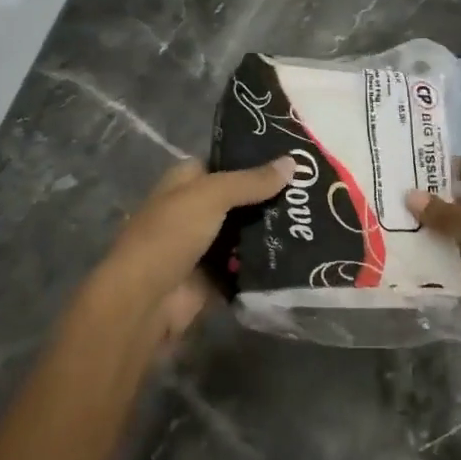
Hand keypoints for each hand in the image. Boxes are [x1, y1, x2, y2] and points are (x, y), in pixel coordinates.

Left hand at [87, 157, 295, 340]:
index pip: (224, 163)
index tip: (293, 159)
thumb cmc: (171, 234)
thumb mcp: (212, 196)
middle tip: (313, 191)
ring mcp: (204, 246)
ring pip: (245, 233)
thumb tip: (292, 161)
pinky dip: (266, 263)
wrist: (146, 300)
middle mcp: (194, 210)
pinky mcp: (214, 278)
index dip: (254, 160)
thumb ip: (251, 181)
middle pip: (239, 199)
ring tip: (315, 221)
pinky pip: (246, 266)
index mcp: (185, 182)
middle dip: (270, 197)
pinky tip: (301, 254)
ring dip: (271, 231)